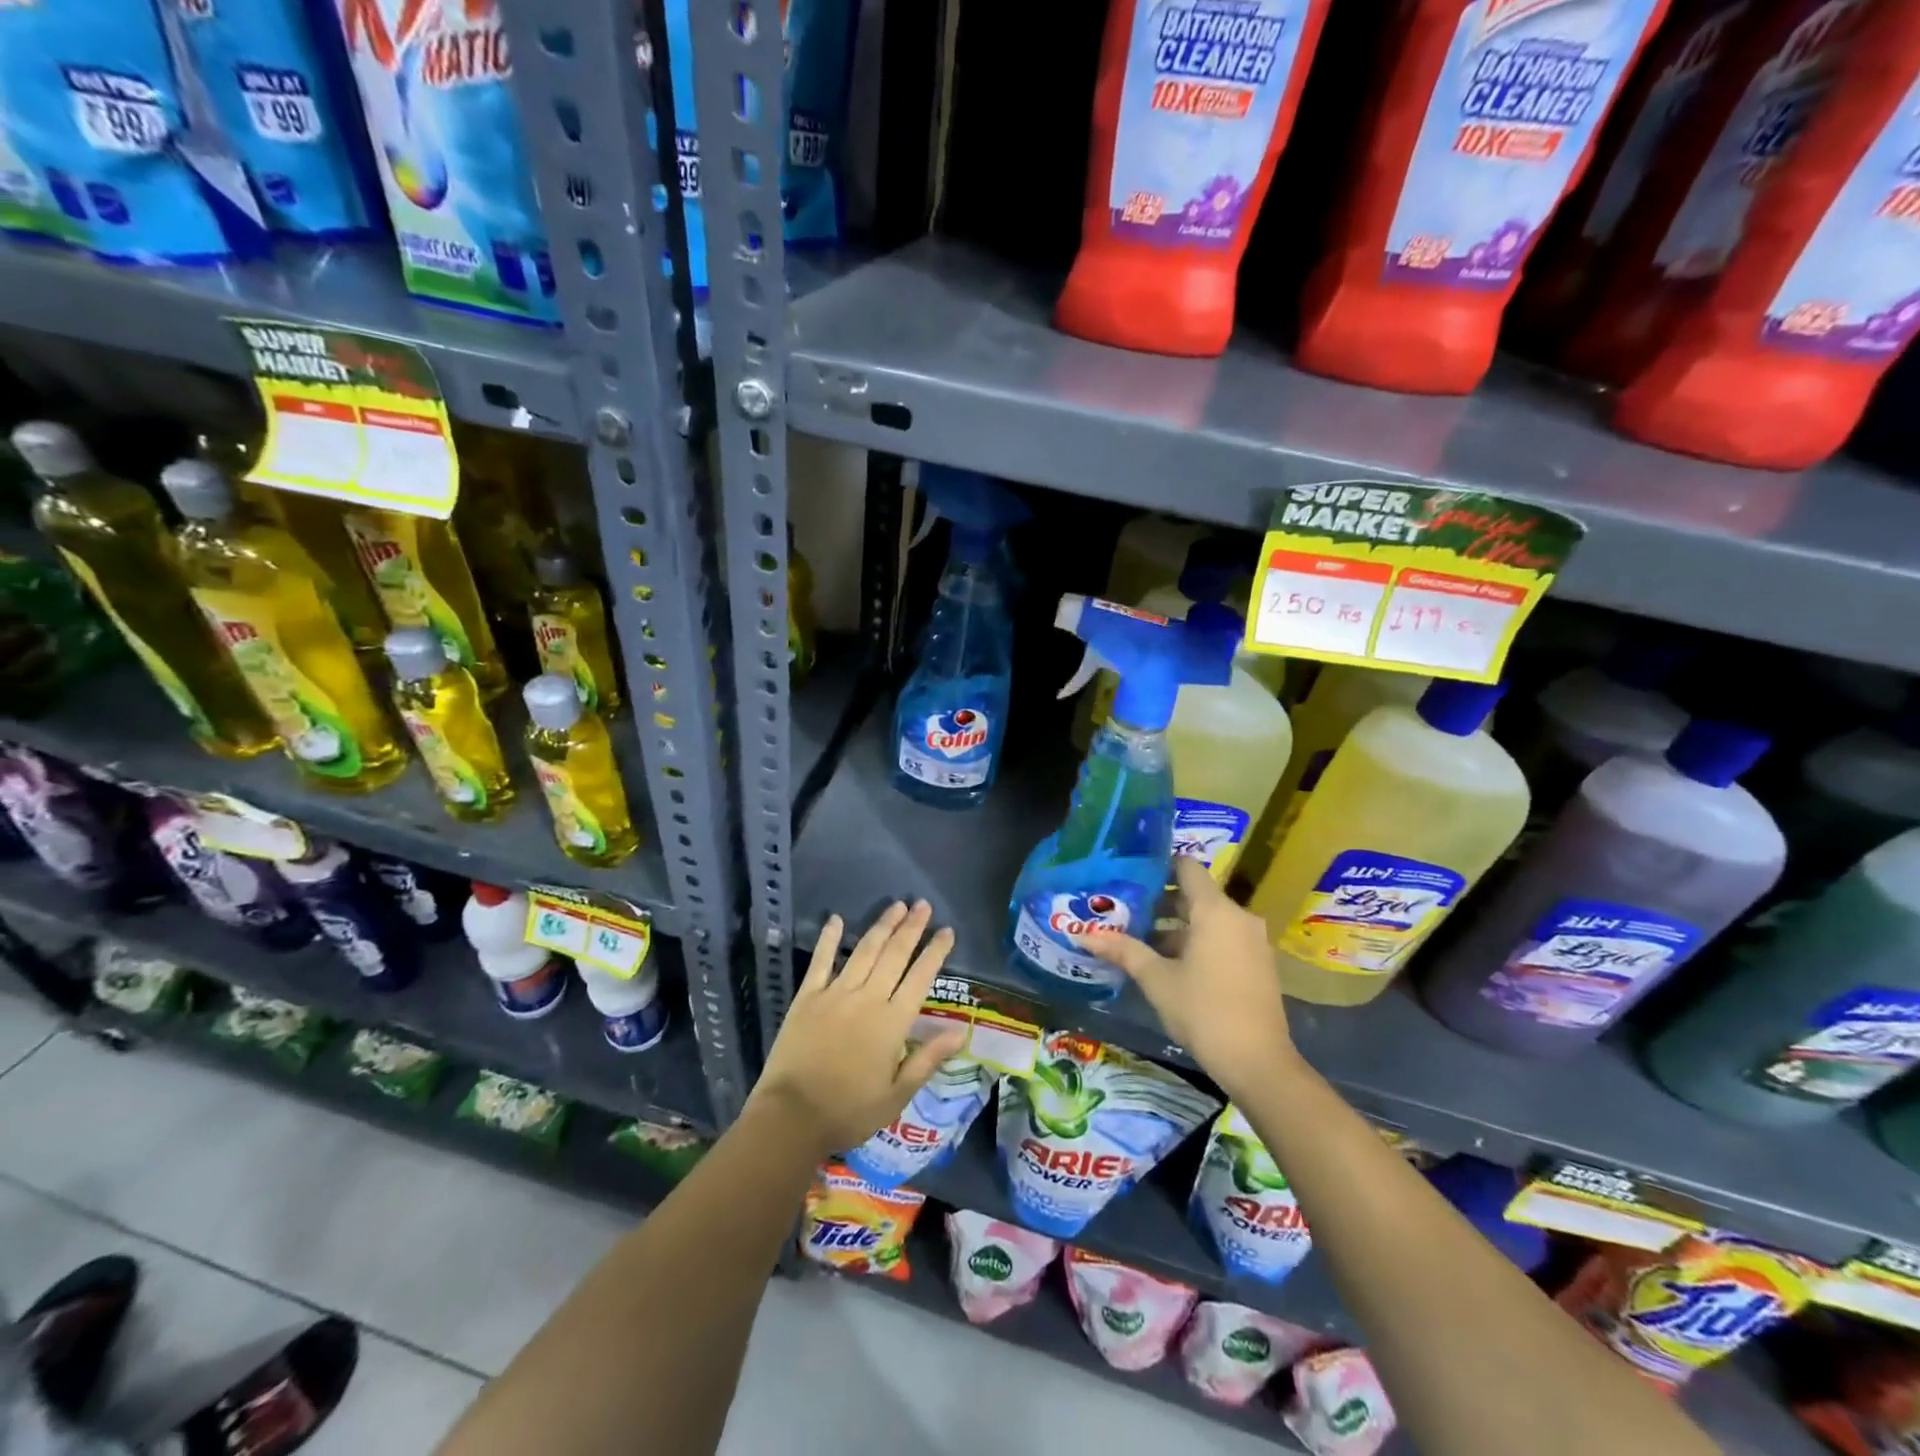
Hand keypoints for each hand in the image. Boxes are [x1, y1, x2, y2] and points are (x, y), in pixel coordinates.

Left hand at [749, 901, 966, 1157]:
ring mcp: (835, 994)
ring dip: (882, 926)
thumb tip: (960, 1032)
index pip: (920, 977)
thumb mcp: (897, 1095)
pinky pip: (821, 961)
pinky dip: (829, 938)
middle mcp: (867, 998)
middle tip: (923, 905)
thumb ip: (928, 1059)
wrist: (791, 1117)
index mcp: (892, 1022)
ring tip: (896, 906)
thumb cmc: (849, 1111)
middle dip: (911, 928)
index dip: (935, 952)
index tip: (947, 930)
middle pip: (894, 955)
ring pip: (864, 951)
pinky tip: (836, 919)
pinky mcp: (807, 997)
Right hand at [1074, 856, 1293, 1099]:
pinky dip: (1195, 942)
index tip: (1129, 874)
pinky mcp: (1257, 964)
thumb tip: (1083, 935)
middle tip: (1123, 909)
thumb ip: (1123, 951)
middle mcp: (1238, 917)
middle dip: (1159, 902)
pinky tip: (1166, 964)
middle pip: (1194, 895)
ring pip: (1207, 920)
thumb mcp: (1157, 979)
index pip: (1186, 867)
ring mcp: (1251, 941)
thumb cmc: (1204, 1011)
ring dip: (1174, 927)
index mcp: (1215, 910)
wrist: (1258, 1063)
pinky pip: (1221, 939)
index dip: (1158, 866)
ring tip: (1137, 940)